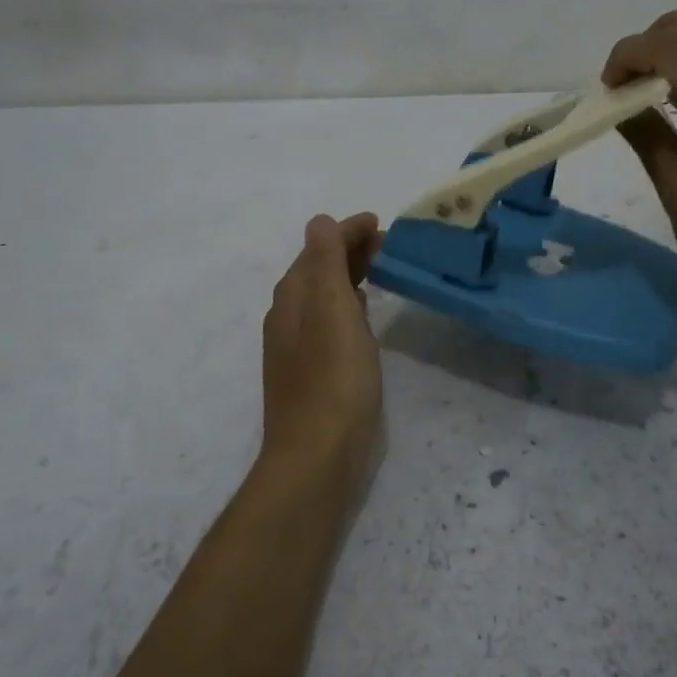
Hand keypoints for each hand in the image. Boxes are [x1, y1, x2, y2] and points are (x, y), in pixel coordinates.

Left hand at [261, 213, 384, 486]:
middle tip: (387, 243)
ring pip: (323, 296)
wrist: (317, 455)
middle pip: (317, 270)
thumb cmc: (333, 378)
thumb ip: (325, 262)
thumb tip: (319, 221)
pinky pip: (328, 321)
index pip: (318, 248)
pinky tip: (363, 315)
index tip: (379, 222)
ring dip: (348, 276)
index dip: (346, 231)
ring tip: (380, 270)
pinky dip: (347, 305)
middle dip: (348, 250)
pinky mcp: (311, 371)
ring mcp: (296, 347)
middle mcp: (288, 317)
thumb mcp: (332, 310)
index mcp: (293, 297)